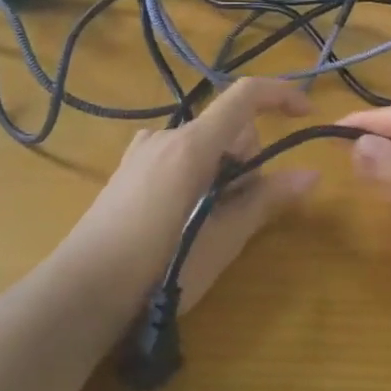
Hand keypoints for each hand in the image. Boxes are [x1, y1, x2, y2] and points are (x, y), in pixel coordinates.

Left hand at [56, 79, 317, 311]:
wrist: (80, 295)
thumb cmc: (159, 269)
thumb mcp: (222, 239)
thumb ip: (266, 201)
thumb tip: (311, 175)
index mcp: (192, 146)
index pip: (245, 96)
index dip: (282, 95)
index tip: (307, 117)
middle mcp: (166, 136)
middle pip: (227, 128)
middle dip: (247, 160)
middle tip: (239, 212)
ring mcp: (141, 151)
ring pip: (203, 145)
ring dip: (221, 172)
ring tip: (208, 223)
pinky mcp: (127, 170)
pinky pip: (177, 156)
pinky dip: (194, 174)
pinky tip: (180, 216)